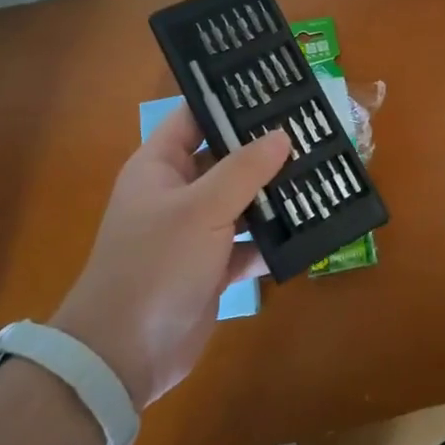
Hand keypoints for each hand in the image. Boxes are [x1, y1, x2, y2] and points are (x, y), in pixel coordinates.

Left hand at [53, 105, 290, 409]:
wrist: (124, 355)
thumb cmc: (156, 265)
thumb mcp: (202, 208)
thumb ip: (244, 169)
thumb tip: (282, 134)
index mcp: (160, 166)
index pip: (195, 117)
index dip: (229, 101)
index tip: (274, 88)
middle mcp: (177, 193)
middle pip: (225, 158)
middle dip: (264, 149)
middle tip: (311, 130)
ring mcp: (194, 232)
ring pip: (241, 201)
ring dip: (274, 194)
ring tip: (320, 172)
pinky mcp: (211, 267)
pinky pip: (248, 243)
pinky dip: (272, 240)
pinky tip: (308, 229)